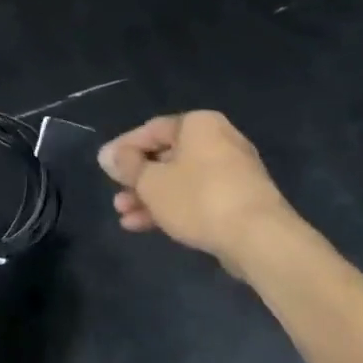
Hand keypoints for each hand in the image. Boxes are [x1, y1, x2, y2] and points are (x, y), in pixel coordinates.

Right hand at [97, 111, 303, 274]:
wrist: (258, 238)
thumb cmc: (198, 198)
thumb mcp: (151, 181)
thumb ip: (127, 166)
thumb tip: (108, 154)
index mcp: (199, 125)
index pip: (152, 130)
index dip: (124, 149)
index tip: (105, 167)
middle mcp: (218, 141)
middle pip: (166, 157)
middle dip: (137, 180)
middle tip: (116, 197)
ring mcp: (232, 172)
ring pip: (180, 181)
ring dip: (150, 198)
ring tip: (125, 217)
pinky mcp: (239, 201)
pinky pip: (197, 198)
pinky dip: (173, 208)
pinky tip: (146, 226)